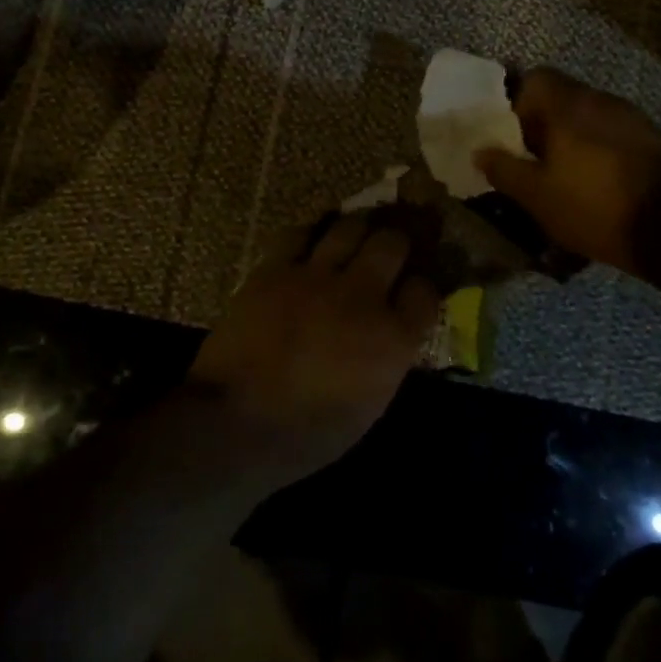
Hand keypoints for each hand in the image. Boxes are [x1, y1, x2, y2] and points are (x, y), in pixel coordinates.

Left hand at [188, 214, 440, 484]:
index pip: (425, 291)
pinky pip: (299, 233)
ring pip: (349, 227)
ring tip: (354, 235)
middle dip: (396, 243)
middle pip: (392, 243)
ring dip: (356, 228)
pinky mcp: (276, 268)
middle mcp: (362, 296)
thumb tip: (390, 334)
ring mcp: (317, 277)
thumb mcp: (368, 406)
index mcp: (392, 339)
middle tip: (388, 250)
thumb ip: (386, 360)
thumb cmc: (307, 435)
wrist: (236, 423)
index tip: (412, 291)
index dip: (421, 288)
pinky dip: (309, 234)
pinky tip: (310, 241)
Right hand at [473, 67, 660, 275]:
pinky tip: (595, 181)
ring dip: (571, 136)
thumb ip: (504, 169)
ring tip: (563, 173)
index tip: (510, 134)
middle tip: (531, 158)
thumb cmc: (593, 206)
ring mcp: (631, 117)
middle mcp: (601, 100)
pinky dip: (597, 148)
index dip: (517, 102)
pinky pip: (611, 133)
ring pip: (588, 115)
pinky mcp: (652, 140)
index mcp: (568, 105)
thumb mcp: (536, 195)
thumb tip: (480, 151)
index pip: (535, 78)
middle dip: (542, 123)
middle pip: (562, 97)